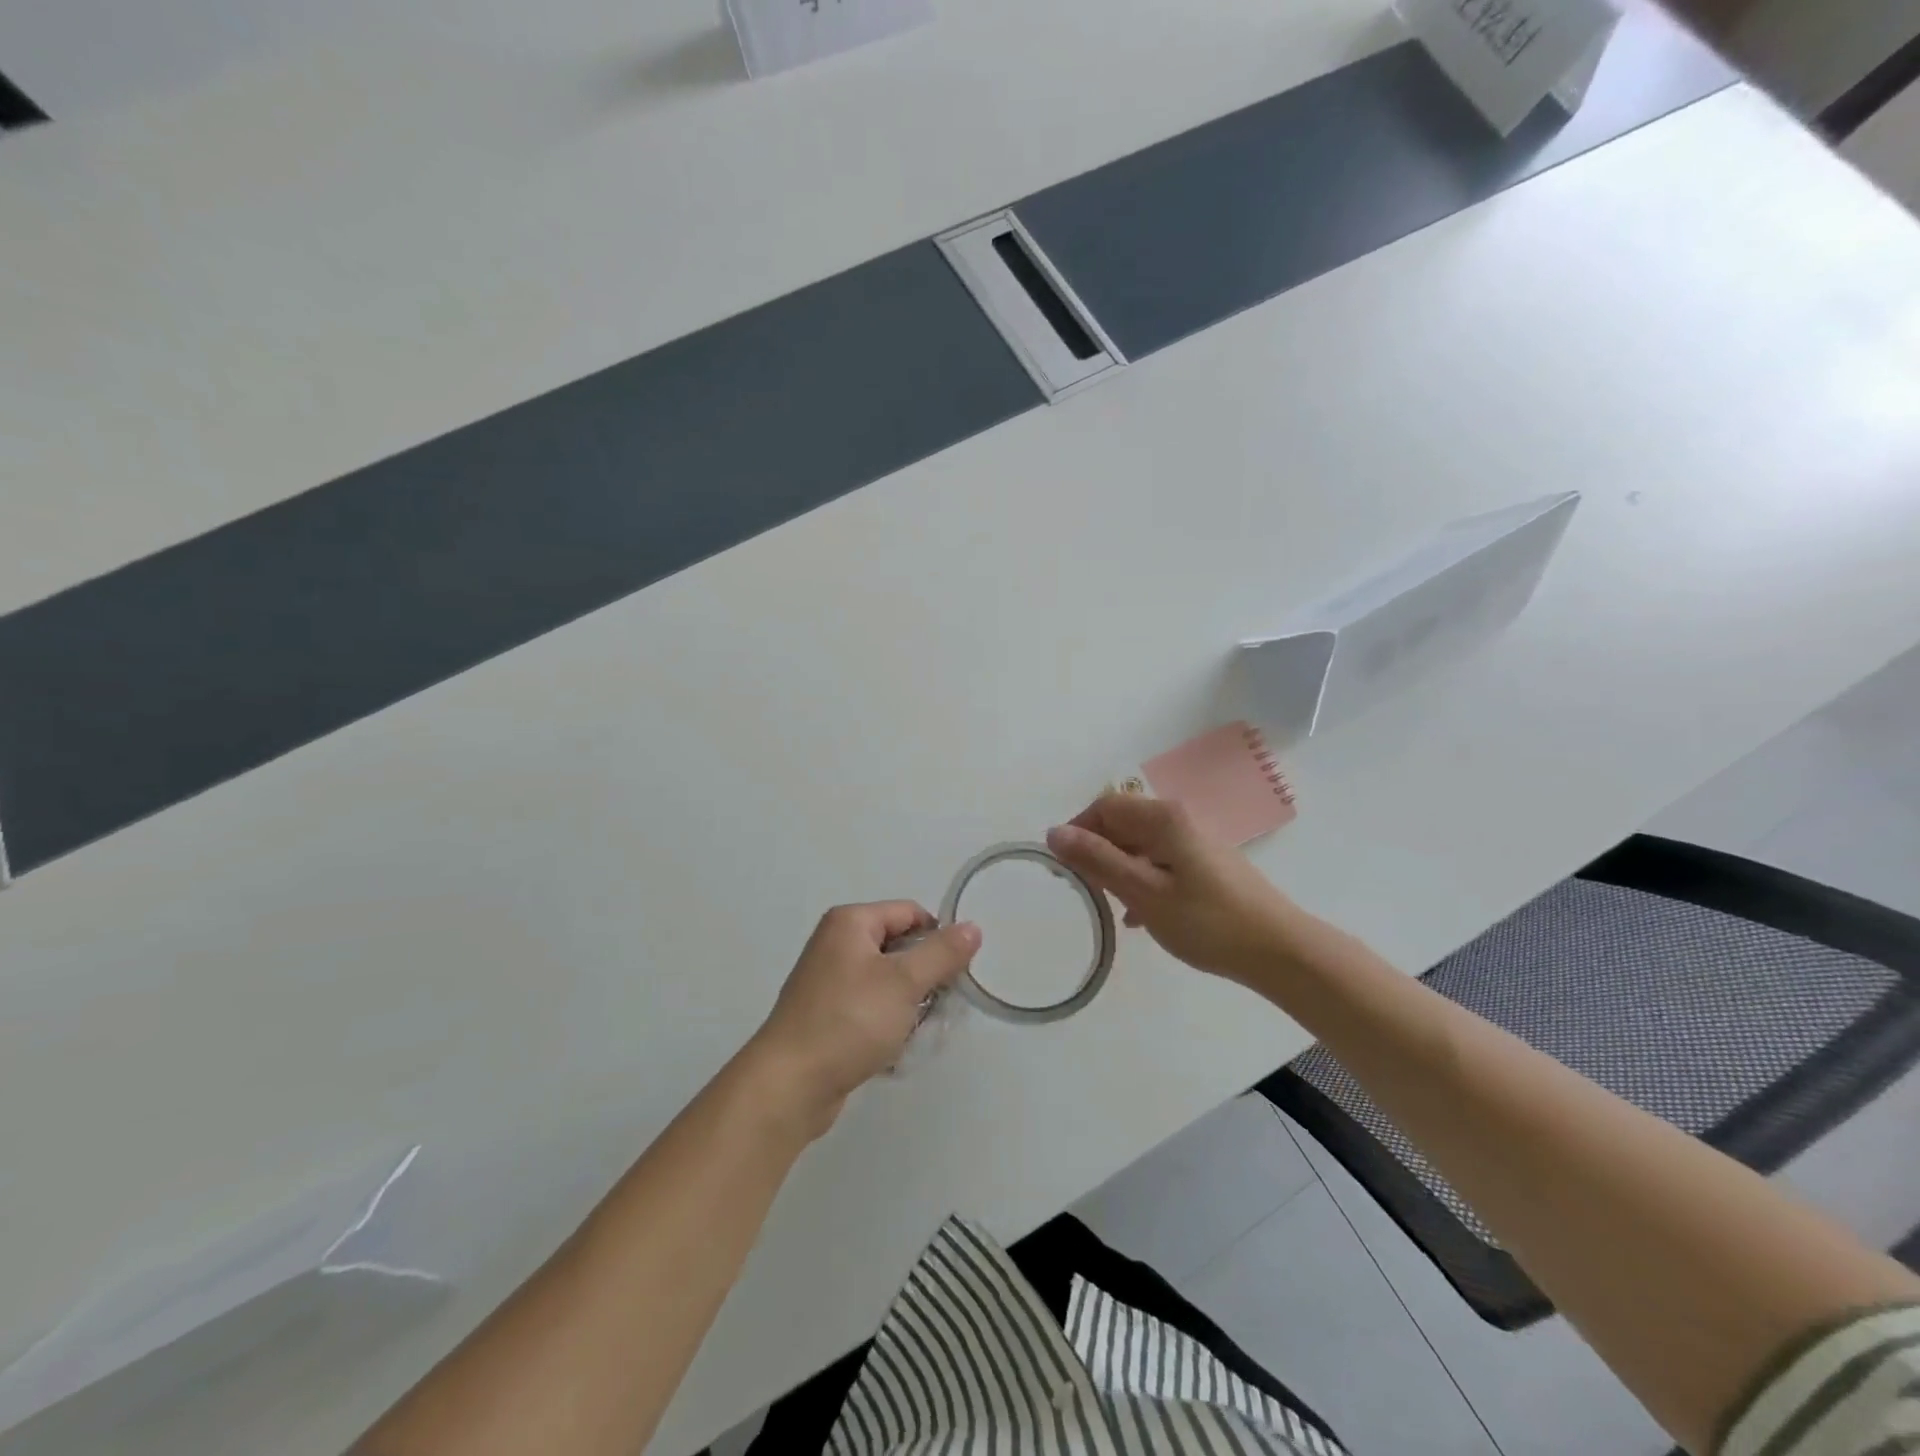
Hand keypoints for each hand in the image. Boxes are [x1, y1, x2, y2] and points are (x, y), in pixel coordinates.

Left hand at [746, 903, 980, 1137]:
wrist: (789, 1085)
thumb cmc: (849, 1021)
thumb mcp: (904, 982)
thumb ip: (942, 953)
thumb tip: (973, 927)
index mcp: (850, 923)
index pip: (910, 913)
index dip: (938, 938)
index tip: (956, 973)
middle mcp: (836, 944)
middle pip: (899, 947)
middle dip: (925, 977)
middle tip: (942, 1006)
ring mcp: (829, 981)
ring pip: (888, 982)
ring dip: (909, 1005)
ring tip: (918, 1031)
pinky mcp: (828, 1016)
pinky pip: (871, 1009)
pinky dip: (888, 1024)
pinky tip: (894, 1049)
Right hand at [1046, 793, 1297, 985]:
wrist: (1278, 950)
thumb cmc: (1206, 920)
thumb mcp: (1143, 891)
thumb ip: (1098, 860)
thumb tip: (1054, 832)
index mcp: (1163, 818)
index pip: (1105, 806)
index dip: (1078, 830)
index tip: (1065, 866)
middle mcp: (1179, 820)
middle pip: (1123, 822)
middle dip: (1097, 850)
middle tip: (1085, 888)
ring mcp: (1195, 843)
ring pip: (1140, 845)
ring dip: (1118, 868)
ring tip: (1109, 904)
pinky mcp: (1206, 866)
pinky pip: (1160, 862)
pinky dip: (1142, 881)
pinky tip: (1139, 916)